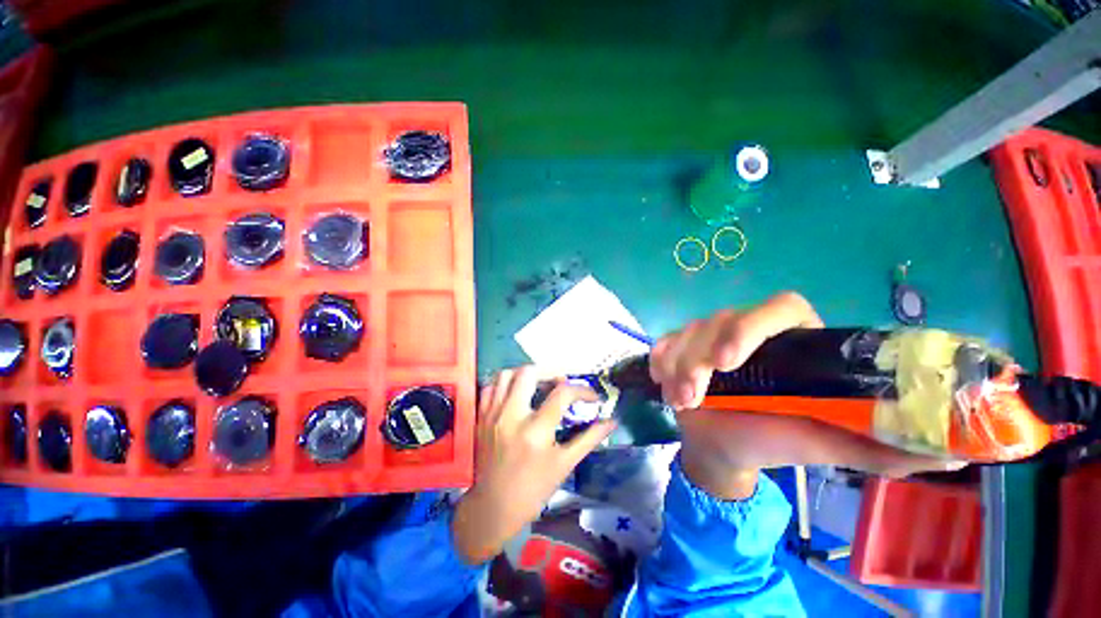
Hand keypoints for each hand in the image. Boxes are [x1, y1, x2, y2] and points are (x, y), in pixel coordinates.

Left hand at [452, 367, 615, 564]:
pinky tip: (515, 394)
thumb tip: (612, 421)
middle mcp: (512, 416)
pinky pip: (490, 388)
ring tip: (538, 385)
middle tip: (561, 384)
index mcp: (536, 430)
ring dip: (526, 375)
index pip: (563, 393)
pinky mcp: (481, 417)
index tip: (592, 398)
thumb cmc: (533, 490)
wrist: (493, 508)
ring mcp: (493, 415)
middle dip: (550, 372)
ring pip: (506, 375)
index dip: (582, 390)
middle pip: (529, 372)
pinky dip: (504, 385)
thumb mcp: (565, 464)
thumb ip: (589, 438)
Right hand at [650, 292, 964, 499]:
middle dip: (699, 356)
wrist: (720, 447)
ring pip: (687, 333)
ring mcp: (709, 333)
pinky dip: (660, 362)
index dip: (755, 325)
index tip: (731, 360)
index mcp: (792, 340)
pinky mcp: (680, 343)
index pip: (781, 306)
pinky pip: (664, 342)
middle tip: (692, 395)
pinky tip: (663, 383)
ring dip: (678, 368)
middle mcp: (749, 329)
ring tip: (680, 402)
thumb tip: (955, 449)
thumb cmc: (771, 442)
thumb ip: (878, 445)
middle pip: (721, 319)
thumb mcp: (822, 444)